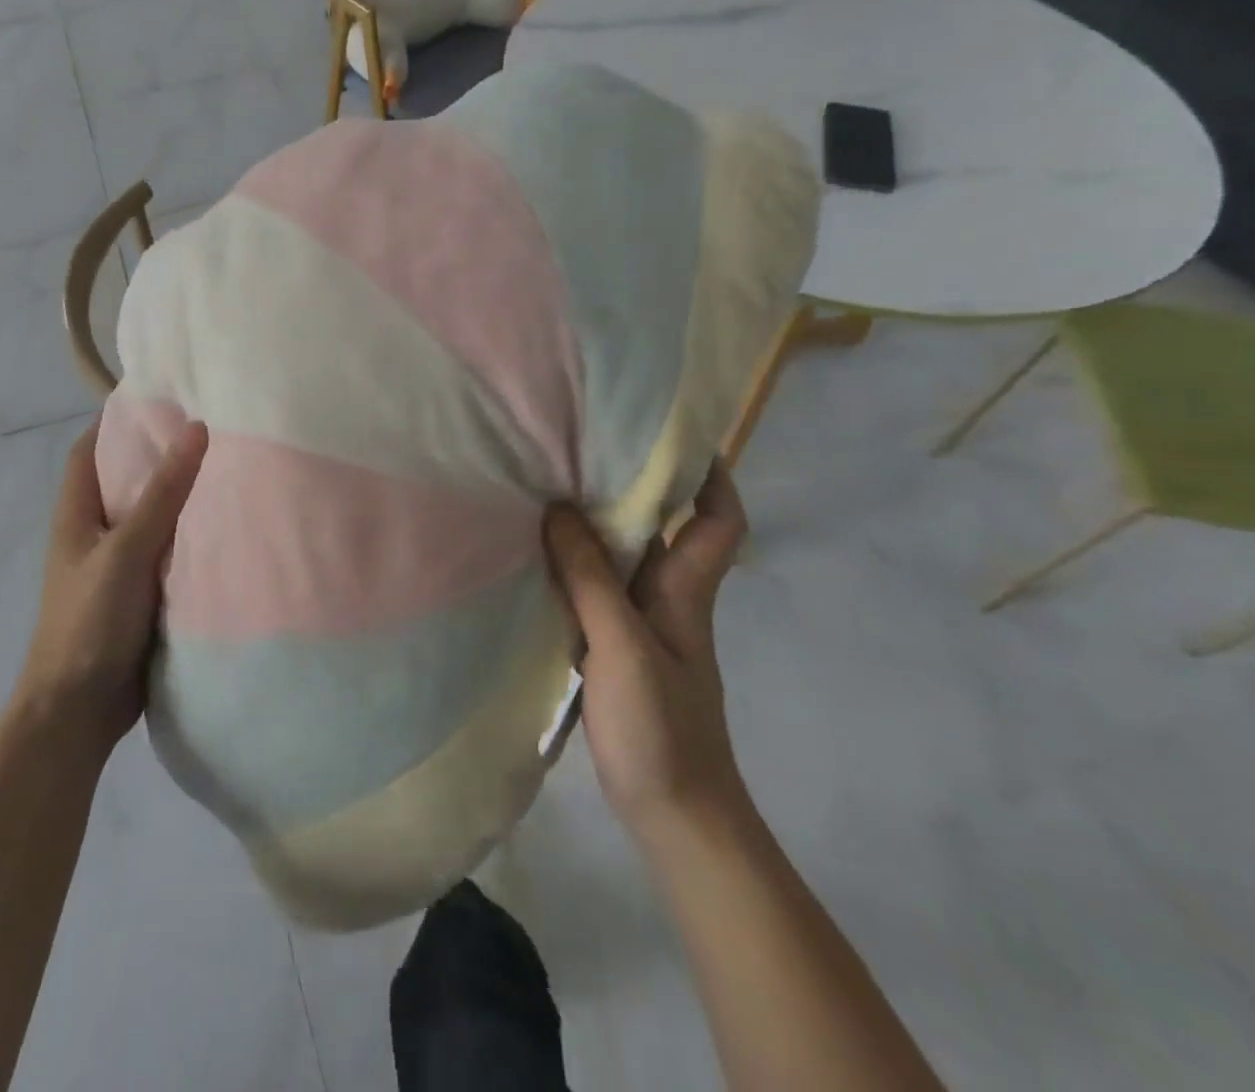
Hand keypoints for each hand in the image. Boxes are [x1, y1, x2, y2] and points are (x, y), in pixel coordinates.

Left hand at [16, 415, 208, 756]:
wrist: (79, 711)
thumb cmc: (90, 622)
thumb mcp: (126, 550)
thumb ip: (163, 493)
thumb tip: (197, 428)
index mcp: (77, 514)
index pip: (89, 449)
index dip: (116, 420)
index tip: (161, 397)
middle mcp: (96, 532)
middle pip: (127, 480)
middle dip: (161, 455)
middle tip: (213, 429)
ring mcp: (119, 565)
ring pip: (153, 517)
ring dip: (182, 498)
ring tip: (230, 469)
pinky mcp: (142, 594)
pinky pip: (170, 553)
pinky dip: (191, 538)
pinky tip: (228, 528)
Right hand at [543, 460, 749, 837]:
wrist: (675, 815)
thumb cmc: (662, 727)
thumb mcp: (623, 646)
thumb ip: (591, 579)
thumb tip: (558, 509)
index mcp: (684, 591)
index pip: (719, 522)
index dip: (712, 478)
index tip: (680, 437)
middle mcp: (665, 599)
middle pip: (660, 530)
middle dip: (631, 488)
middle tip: (582, 449)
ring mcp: (638, 626)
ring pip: (620, 560)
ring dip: (594, 527)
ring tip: (549, 488)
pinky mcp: (611, 650)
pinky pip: (593, 592)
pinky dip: (571, 568)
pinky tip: (535, 556)